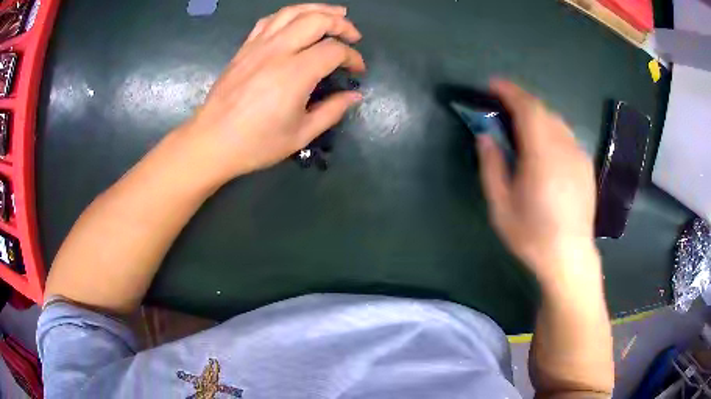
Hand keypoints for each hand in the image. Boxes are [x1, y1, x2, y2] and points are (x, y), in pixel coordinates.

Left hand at [179, 4, 365, 183]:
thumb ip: (332, 111)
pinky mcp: (245, 47)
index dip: (352, 57)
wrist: (211, 141)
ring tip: (334, 14)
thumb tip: (355, 95)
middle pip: (316, 20)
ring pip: (293, 12)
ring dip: (318, 9)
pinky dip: (289, 15)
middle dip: (342, 24)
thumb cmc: (256, 144)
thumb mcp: (301, 135)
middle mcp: (278, 51)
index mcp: (295, 74)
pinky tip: (297, 21)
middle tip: (353, 35)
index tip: (358, 70)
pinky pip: (270, 20)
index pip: (334, 50)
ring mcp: (258, 46)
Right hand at [476, 80, 599, 287]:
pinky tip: (545, 146)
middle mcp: (564, 147)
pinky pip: (567, 136)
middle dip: (521, 101)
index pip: (527, 108)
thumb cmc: (531, 235)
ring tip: (522, 124)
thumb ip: (492, 165)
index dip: (509, 91)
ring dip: (537, 115)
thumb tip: (485, 136)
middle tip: (502, 105)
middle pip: (543, 110)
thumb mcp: (500, 205)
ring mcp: (579, 156)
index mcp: (542, 155)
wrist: (569, 257)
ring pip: (557, 121)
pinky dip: (551, 130)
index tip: (492, 85)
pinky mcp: (586, 166)